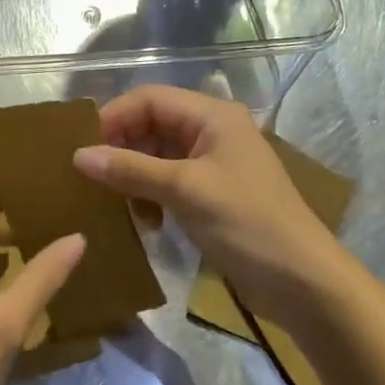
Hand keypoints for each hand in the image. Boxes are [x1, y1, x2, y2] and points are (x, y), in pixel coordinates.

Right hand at [74, 85, 344, 319]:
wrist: (306, 286)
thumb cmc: (247, 224)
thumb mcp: (184, 191)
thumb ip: (130, 169)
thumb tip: (78, 155)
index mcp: (212, 116)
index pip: (149, 99)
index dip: (114, 117)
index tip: (83, 147)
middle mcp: (211, 131)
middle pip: (151, 124)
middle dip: (120, 146)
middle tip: (90, 175)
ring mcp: (213, 164)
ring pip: (156, 154)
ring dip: (132, 174)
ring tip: (112, 200)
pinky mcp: (212, 195)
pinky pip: (167, 181)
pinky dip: (149, 194)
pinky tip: (142, 220)